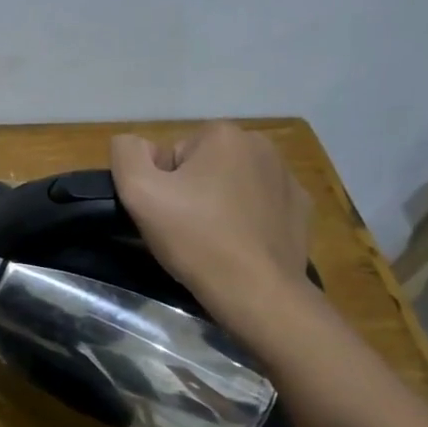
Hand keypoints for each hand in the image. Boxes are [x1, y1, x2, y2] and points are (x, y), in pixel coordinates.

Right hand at [110, 123, 312, 322]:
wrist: (256, 291)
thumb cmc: (195, 238)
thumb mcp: (139, 192)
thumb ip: (126, 154)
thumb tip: (135, 144)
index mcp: (223, 135)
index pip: (173, 154)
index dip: (162, 185)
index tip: (167, 214)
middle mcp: (261, 145)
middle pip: (204, 166)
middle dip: (192, 191)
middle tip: (186, 229)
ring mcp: (287, 177)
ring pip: (233, 184)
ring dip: (219, 204)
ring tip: (212, 240)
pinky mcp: (300, 208)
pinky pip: (261, 205)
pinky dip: (248, 219)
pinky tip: (241, 245)